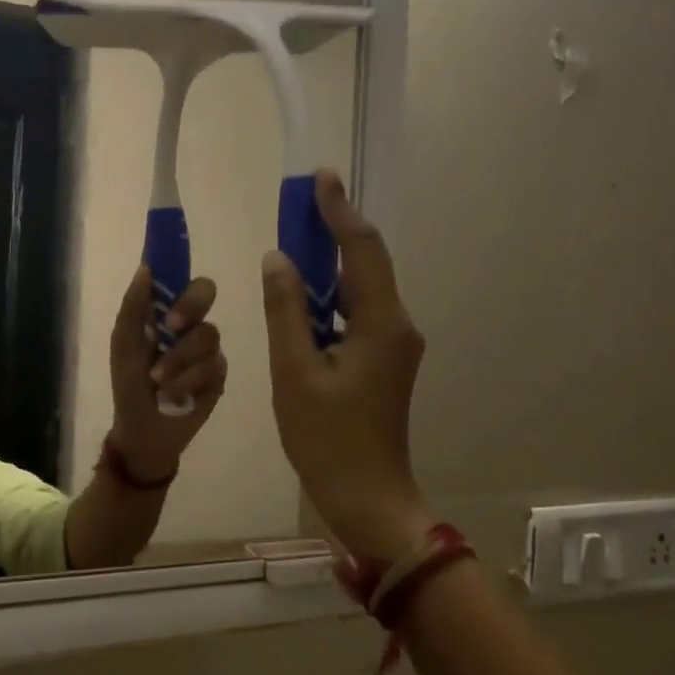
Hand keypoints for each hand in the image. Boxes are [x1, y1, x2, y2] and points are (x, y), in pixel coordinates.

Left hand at [107, 268, 226, 481]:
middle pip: (206, 292)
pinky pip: (213, 367)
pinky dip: (187, 382)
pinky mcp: (219, 376)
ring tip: (158, 381)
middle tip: (172, 326)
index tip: (169, 266)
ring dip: (178, 359)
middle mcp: (190, 324)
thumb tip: (145, 269)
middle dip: (190, 306)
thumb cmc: (129, 384)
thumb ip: (133, 307)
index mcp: (165, 312)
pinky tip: (173, 396)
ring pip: (207, 335)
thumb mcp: (124, 345)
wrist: (142, 430)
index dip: (177, 266)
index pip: (178, 278)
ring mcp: (207, 349)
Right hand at [261, 169, 435, 562]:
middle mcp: (397, 326)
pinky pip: (354, 317)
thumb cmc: (326, 438)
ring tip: (291, 248)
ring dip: (326, 269)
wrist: (366, 496)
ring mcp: (393, 347)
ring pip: (358, 292)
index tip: (319, 178)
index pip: (364, 250)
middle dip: (332, 234)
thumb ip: (285, 311)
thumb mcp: (294, 372)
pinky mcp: (382, 363)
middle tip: (296, 208)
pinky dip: (327, 301)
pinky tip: (299, 301)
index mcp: (383, 324)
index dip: (340, 212)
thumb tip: (278, 260)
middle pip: (365, 266)